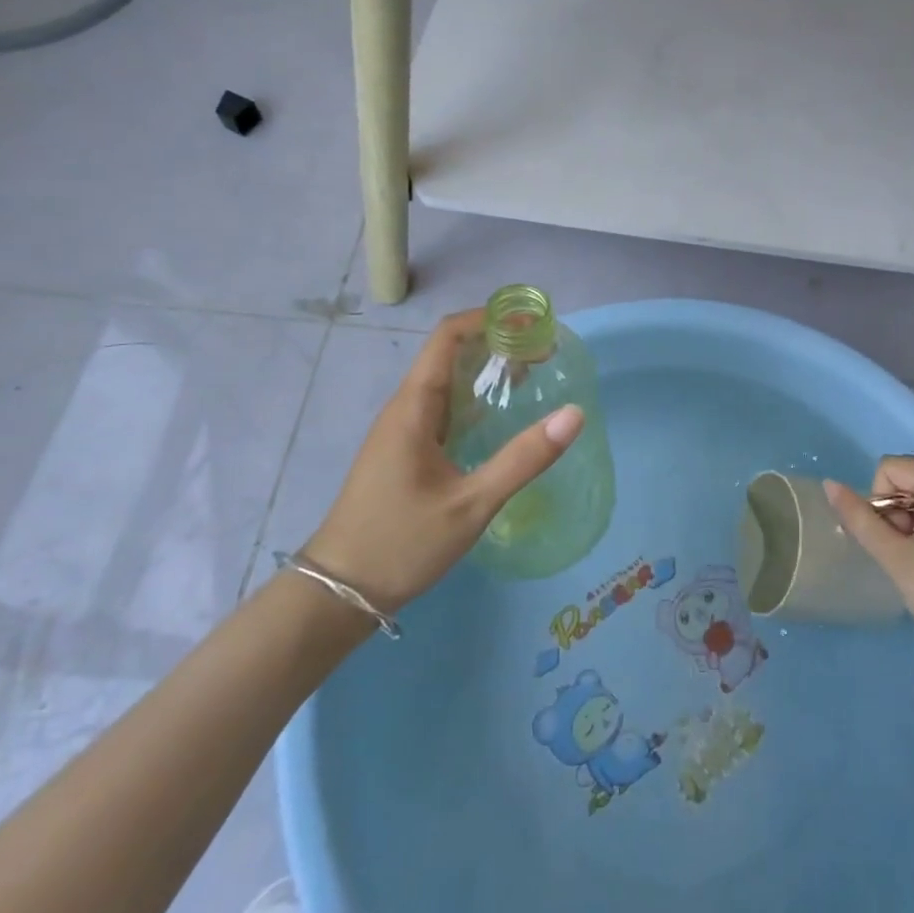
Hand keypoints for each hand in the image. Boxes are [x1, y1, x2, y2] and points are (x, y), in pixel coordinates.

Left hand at [301, 310, 582, 615]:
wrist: (339, 593)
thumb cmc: (401, 543)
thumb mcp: (471, 504)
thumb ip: (523, 459)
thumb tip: (574, 414)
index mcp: (413, 407)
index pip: (447, 336)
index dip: (487, 319)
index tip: (530, 322)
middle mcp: (405, 408)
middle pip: (450, 353)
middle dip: (496, 343)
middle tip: (545, 353)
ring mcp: (402, 430)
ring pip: (447, 381)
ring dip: (487, 371)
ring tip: (534, 376)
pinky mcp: (405, 451)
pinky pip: (444, 407)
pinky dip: (476, 399)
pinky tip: (501, 416)